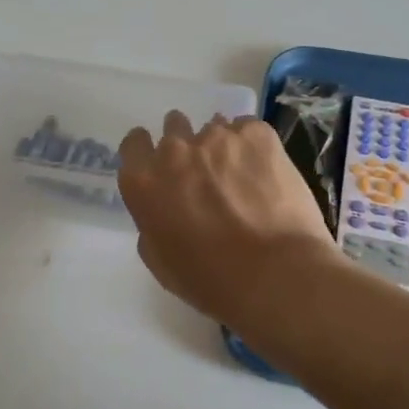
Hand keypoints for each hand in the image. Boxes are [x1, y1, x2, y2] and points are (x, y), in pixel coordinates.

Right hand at [117, 112, 337, 331]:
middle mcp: (175, 150)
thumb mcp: (160, 261)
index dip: (148, 152)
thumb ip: (152, 222)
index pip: (134, 144)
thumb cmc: (210, 280)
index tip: (163, 167)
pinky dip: (254, 147)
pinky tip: (267, 174)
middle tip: (206, 174)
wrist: (274, 273)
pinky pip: (248, 130)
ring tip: (243, 178)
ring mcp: (218, 136)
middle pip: (174, 128)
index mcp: (144, 181)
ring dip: (222, 148)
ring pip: (214, 128)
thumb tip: (165, 208)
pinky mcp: (257, 134)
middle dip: (186, 146)